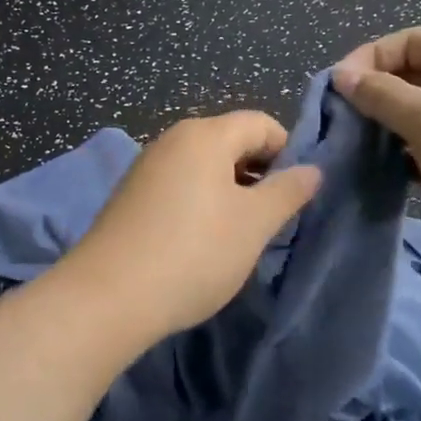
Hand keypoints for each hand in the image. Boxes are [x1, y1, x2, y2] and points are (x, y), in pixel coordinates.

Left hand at [57, 112, 321, 336]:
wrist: (108, 296)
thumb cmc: (194, 252)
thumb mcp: (254, 224)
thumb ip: (288, 191)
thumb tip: (312, 169)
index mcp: (205, 134)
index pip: (261, 123)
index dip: (288, 152)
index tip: (297, 194)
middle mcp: (172, 139)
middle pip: (230, 141)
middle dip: (259, 173)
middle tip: (273, 218)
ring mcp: (146, 166)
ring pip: (204, 166)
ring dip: (230, 191)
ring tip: (241, 233)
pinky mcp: (130, 195)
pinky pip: (179, 185)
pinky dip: (200, 202)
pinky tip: (202, 241)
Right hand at [334, 27, 420, 245]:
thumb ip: (377, 93)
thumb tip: (342, 75)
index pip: (408, 40)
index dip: (368, 59)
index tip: (337, 90)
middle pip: (419, 74)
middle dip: (380, 95)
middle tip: (347, 123)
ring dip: (396, 126)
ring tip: (366, 148)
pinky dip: (419, 151)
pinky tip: (399, 171)